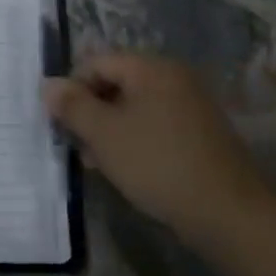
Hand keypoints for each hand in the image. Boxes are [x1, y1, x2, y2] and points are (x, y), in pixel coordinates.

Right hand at [44, 53, 273, 245]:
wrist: (227, 212)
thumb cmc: (157, 163)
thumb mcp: (103, 134)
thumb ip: (72, 106)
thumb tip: (48, 85)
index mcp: (152, 69)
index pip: (96, 63)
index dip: (71, 89)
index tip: (60, 123)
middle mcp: (174, 78)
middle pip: (115, 83)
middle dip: (90, 112)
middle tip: (76, 144)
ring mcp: (190, 106)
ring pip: (133, 108)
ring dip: (108, 130)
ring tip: (96, 161)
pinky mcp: (199, 134)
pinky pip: (154, 125)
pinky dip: (133, 140)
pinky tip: (124, 168)